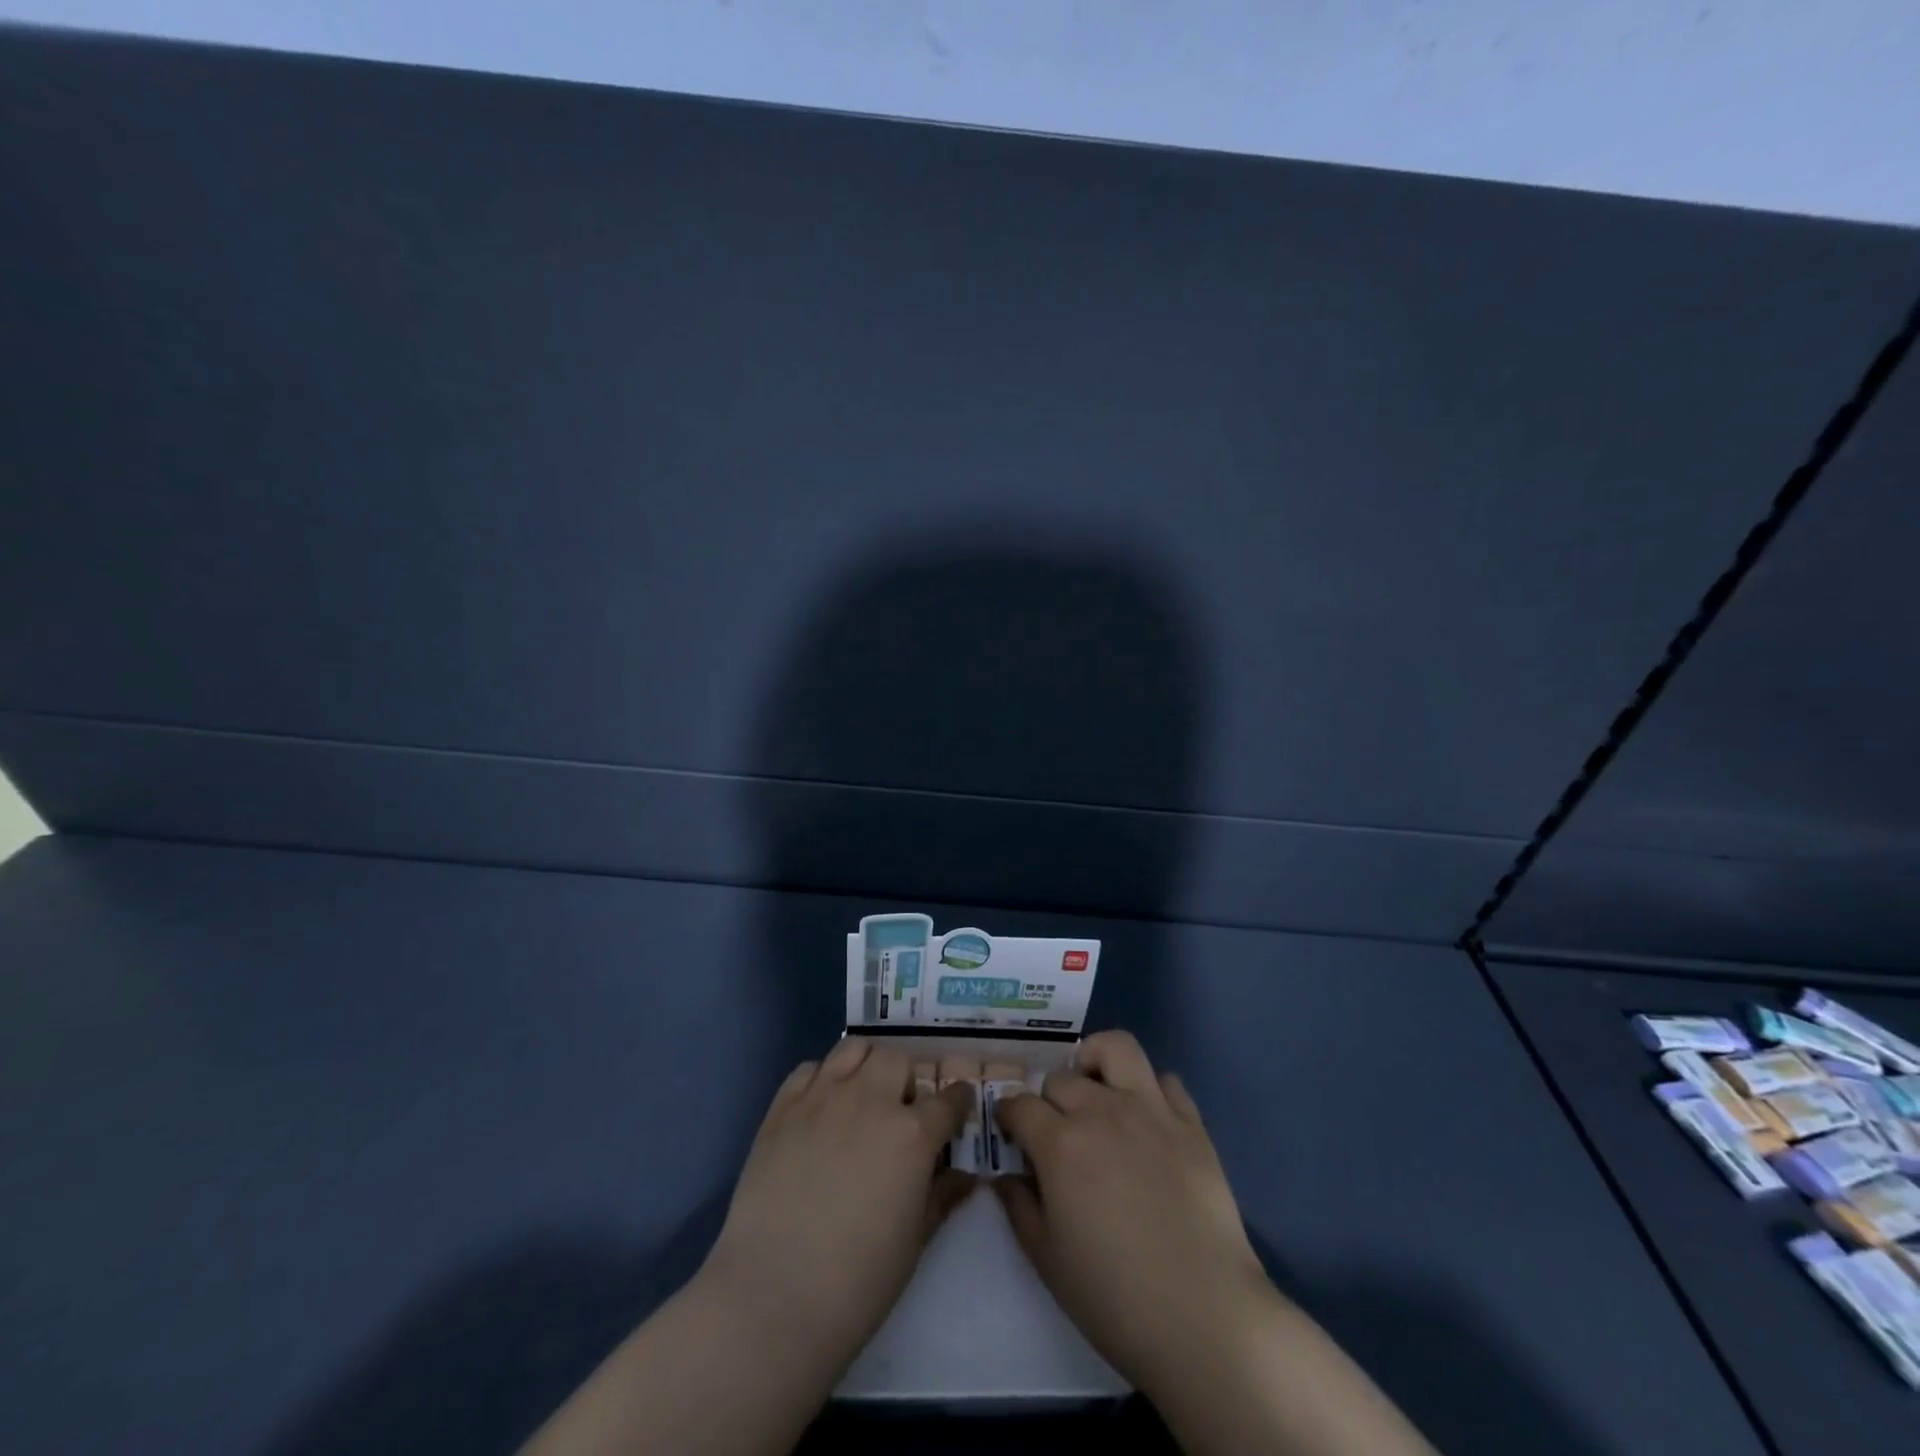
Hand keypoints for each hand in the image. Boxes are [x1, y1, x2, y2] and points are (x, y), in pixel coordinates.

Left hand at [702, 1036, 976, 1367]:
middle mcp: (870, 1100)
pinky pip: (809, 1069)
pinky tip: (821, 1107)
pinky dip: (822, 1078)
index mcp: (912, 1133)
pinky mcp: (782, 1107)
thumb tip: (965, 1176)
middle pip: (897, 1061)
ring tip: (862, 1096)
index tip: (958, 1107)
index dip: (958, 1101)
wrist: (774, 1295)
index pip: (948, 1099)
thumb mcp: (915, 1242)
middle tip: (901, 1111)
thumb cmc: (858, 1281)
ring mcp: (822, 1097)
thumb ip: (941, 1197)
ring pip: (854, 1049)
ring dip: (866, 1066)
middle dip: (906, 1081)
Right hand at [992, 1030, 1270, 1393]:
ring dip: (1097, 1062)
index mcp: (1060, 1143)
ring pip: (1116, 1048)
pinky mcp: (1191, 1123)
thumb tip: (1004, 1175)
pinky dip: (1150, 1090)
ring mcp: (1150, 1110)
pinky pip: (1166, 1080)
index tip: (1009, 1130)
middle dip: (1048, 1099)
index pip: (1019, 1104)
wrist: (1203, 1316)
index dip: (1008, 1114)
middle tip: (1055, 1131)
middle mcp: (1102, 1110)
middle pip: (1061, 1078)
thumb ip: (1019, 1206)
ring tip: (1096, 1090)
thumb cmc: (1113, 1296)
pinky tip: (1147, 1120)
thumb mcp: (1047, 1259)